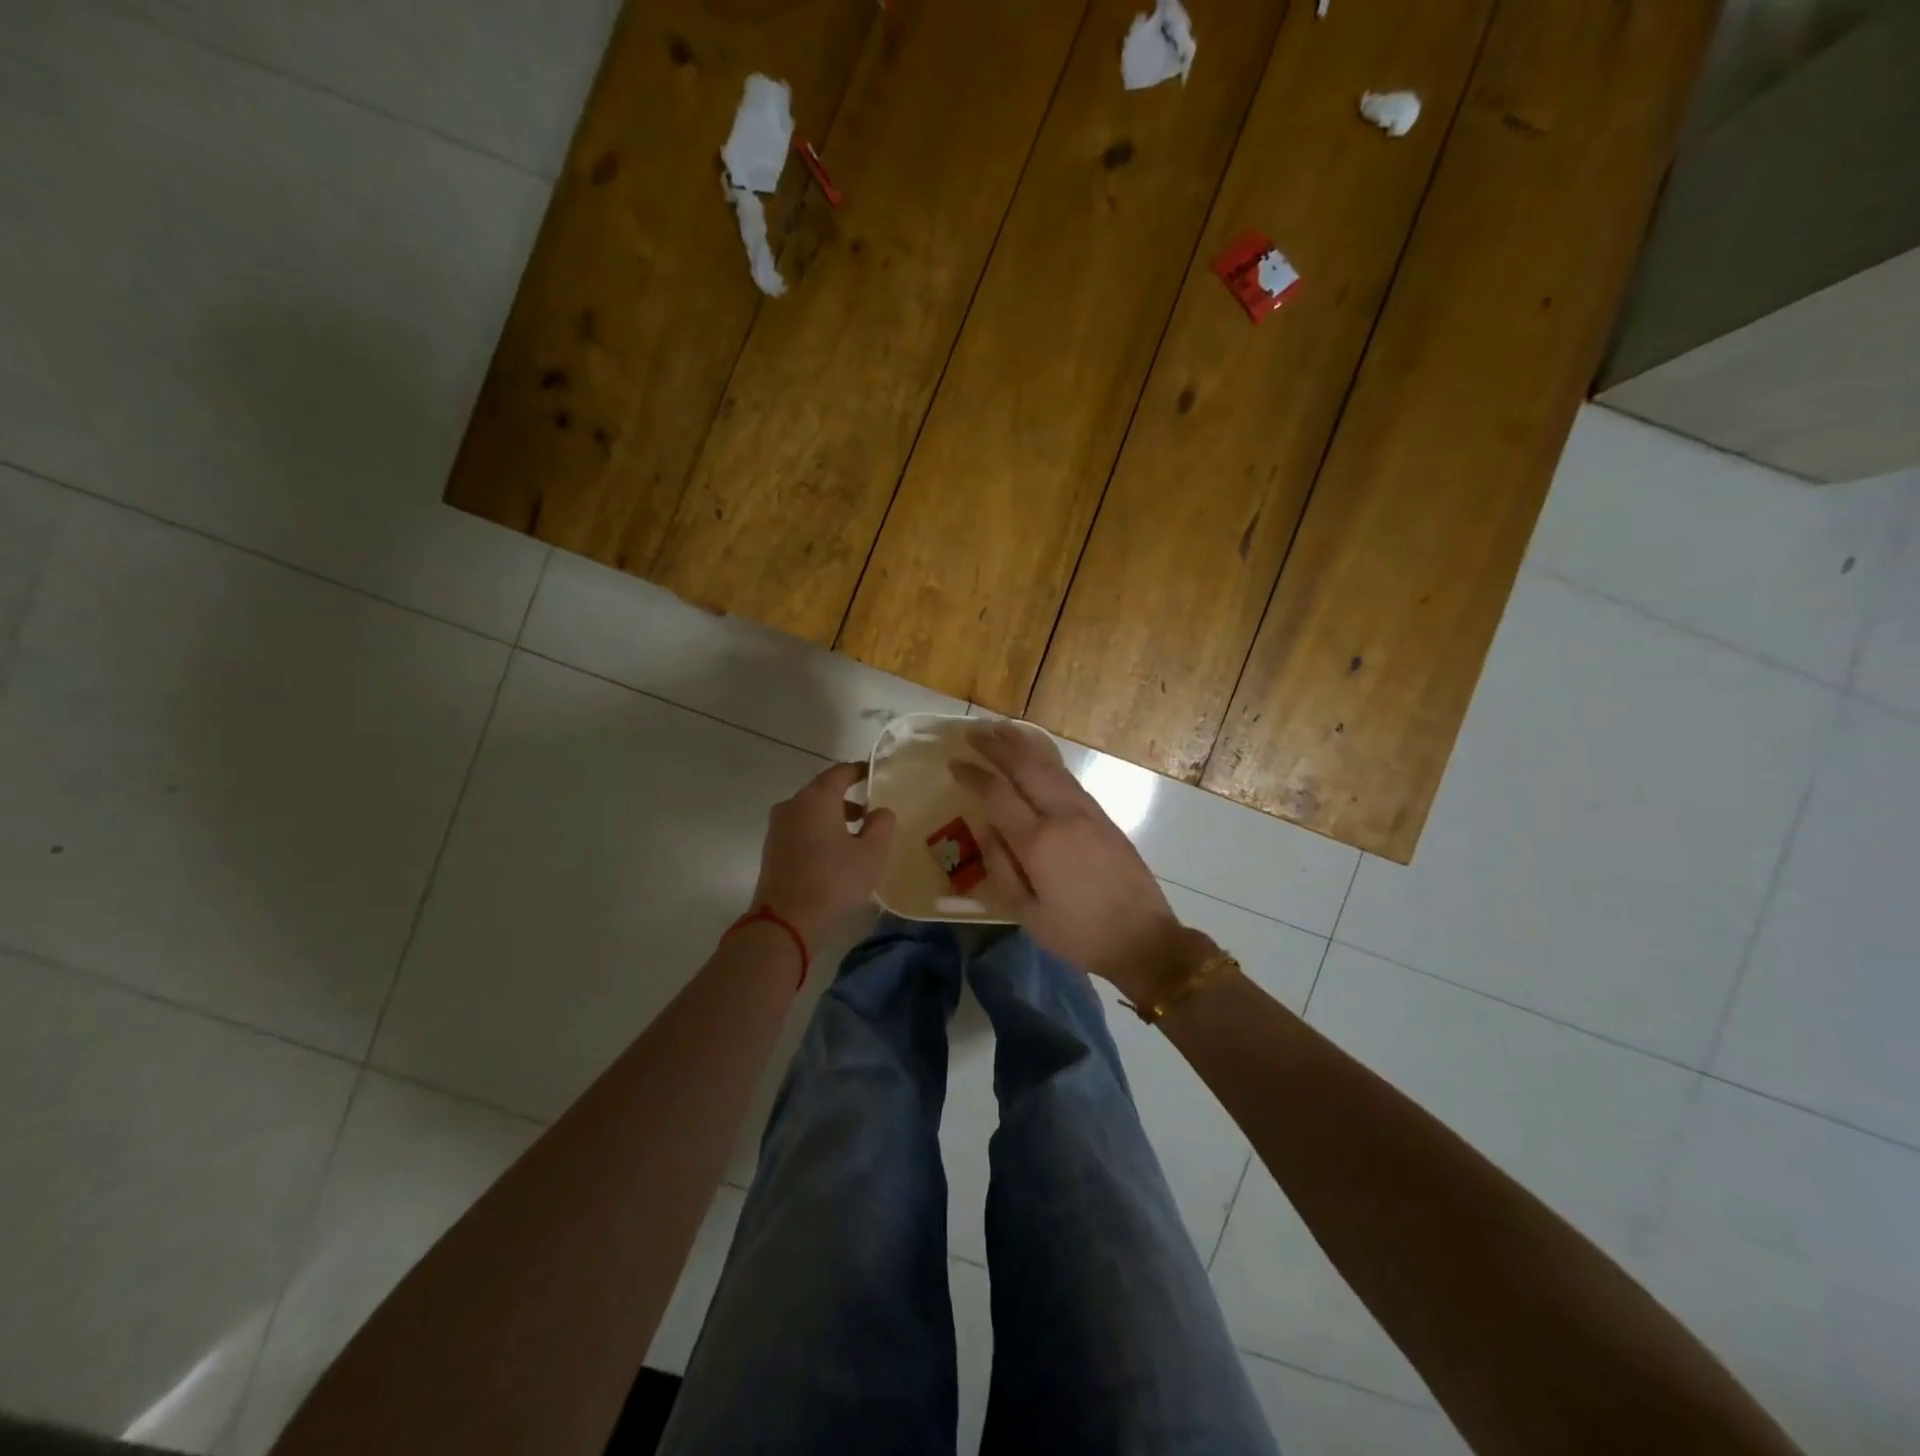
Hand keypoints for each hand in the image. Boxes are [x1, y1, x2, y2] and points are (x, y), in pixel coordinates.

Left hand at [751, 762, 895, 948]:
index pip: (840, 772)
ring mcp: (777, 828)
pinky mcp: (771, 850)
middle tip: (870, 810)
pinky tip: (834, 854)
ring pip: (810, 812)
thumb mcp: (872, 853)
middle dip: (847, 797)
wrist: (785, 922)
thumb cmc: (834, 881)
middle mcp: (793, 805)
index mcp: (817, 798)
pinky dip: (818, 832)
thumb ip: (882, 825)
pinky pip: (800, 830)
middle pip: (822, 791)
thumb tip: (880, 811)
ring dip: (832, 817)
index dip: (859, 771)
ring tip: (856, 836)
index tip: (874, 774)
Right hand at [950, 723, 1198, 1000]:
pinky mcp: (1103, 816)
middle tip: (973, 733)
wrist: (1143, 939)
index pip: (997, 794)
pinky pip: (1068, 777)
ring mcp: (1087, 811)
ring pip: (1050, 766)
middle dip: (997, 746)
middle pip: (1025, 767)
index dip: (973, 774)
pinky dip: (1047, 759)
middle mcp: (1062, 815)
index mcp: (1038, 842)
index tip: (954, 762)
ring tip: (1001, 730)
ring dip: (1023, 745)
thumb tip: (986, 828)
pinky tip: (1038, 754)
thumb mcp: (1027, 914)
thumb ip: (1000, 867)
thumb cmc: (1078, 934)